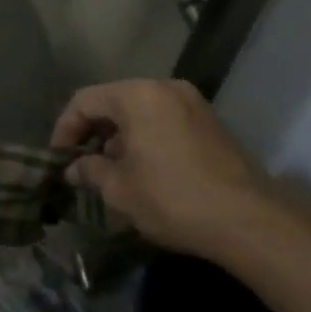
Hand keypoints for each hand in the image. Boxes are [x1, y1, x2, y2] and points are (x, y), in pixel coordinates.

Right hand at [52, 79, 271, 255]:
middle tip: (83, 165)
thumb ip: (90, 171)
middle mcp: (165, 88)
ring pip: (141, 113)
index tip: (59, 158)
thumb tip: (75, 169)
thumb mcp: (120, 189)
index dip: (66, 128)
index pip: (85, 100)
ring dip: (121, 137)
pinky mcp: (212, 125)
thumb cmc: (173, 198)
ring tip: (112, 172)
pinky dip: (147, 140)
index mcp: (137, 95)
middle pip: (114, 102)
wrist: (250, 223)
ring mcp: (193, 104)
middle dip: (94, 133)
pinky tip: (145, 171)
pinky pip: (165, 122)